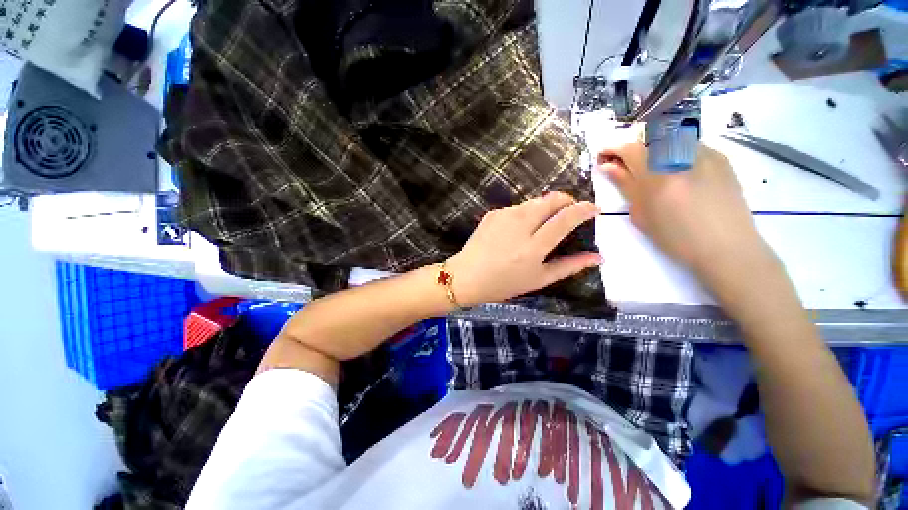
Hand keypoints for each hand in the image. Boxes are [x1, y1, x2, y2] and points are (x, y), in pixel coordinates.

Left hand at [446, 192, 601, 306]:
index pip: (564, 219)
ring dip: (545, 208)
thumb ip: (569, 266)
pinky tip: (518, 229)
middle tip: (570, 212)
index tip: (593, 208)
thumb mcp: (538, 279)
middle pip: (550, 200)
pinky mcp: (493, 213)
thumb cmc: (503, 283)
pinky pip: (517, 207)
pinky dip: (525, 214)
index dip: (583, 210)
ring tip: (543, 224)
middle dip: (566, 200)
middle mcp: (519, 225)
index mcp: (533, 246)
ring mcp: (504, 216)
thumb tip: (597, 257)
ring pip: (534, 202)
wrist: (466, 276)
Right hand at [597, 141, 765, 274]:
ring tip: (651, 171)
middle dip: (633, 149)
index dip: (613, 149)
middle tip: (623, 165)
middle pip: (649, 140)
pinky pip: (689, 147)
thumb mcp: (641, 214)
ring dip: (654, 151)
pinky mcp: (720, 158)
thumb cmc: (675, 237)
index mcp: (658, 173)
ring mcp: (705, 153)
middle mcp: (682, 155)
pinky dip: (675, 154)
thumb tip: (608, 166)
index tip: (603, 155)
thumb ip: (625, 185)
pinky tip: (677, 173)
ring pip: (670, 141)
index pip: (630, 149)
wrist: (725, 247)